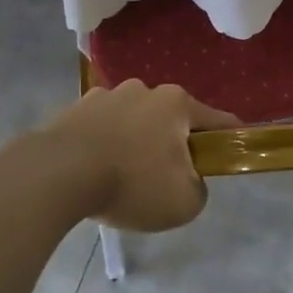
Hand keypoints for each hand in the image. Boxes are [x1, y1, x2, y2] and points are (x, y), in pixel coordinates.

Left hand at [44, 81, 239, 231]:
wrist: (58, 174)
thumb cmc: (132, 183)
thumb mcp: (184, 202)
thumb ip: (199, 189)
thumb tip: (189, 180)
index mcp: (176, 104)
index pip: (217, 120)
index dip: (230, 137)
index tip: (234, 151)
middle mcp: (144, 90)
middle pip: (171, 119)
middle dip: (174, 143)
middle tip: (167, 178)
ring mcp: (106, 95)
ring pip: (135, 121)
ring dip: (137, 141)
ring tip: (124, 176)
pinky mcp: (76, 108)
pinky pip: (103, 128)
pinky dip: (106, 144)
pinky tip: (96, 169)